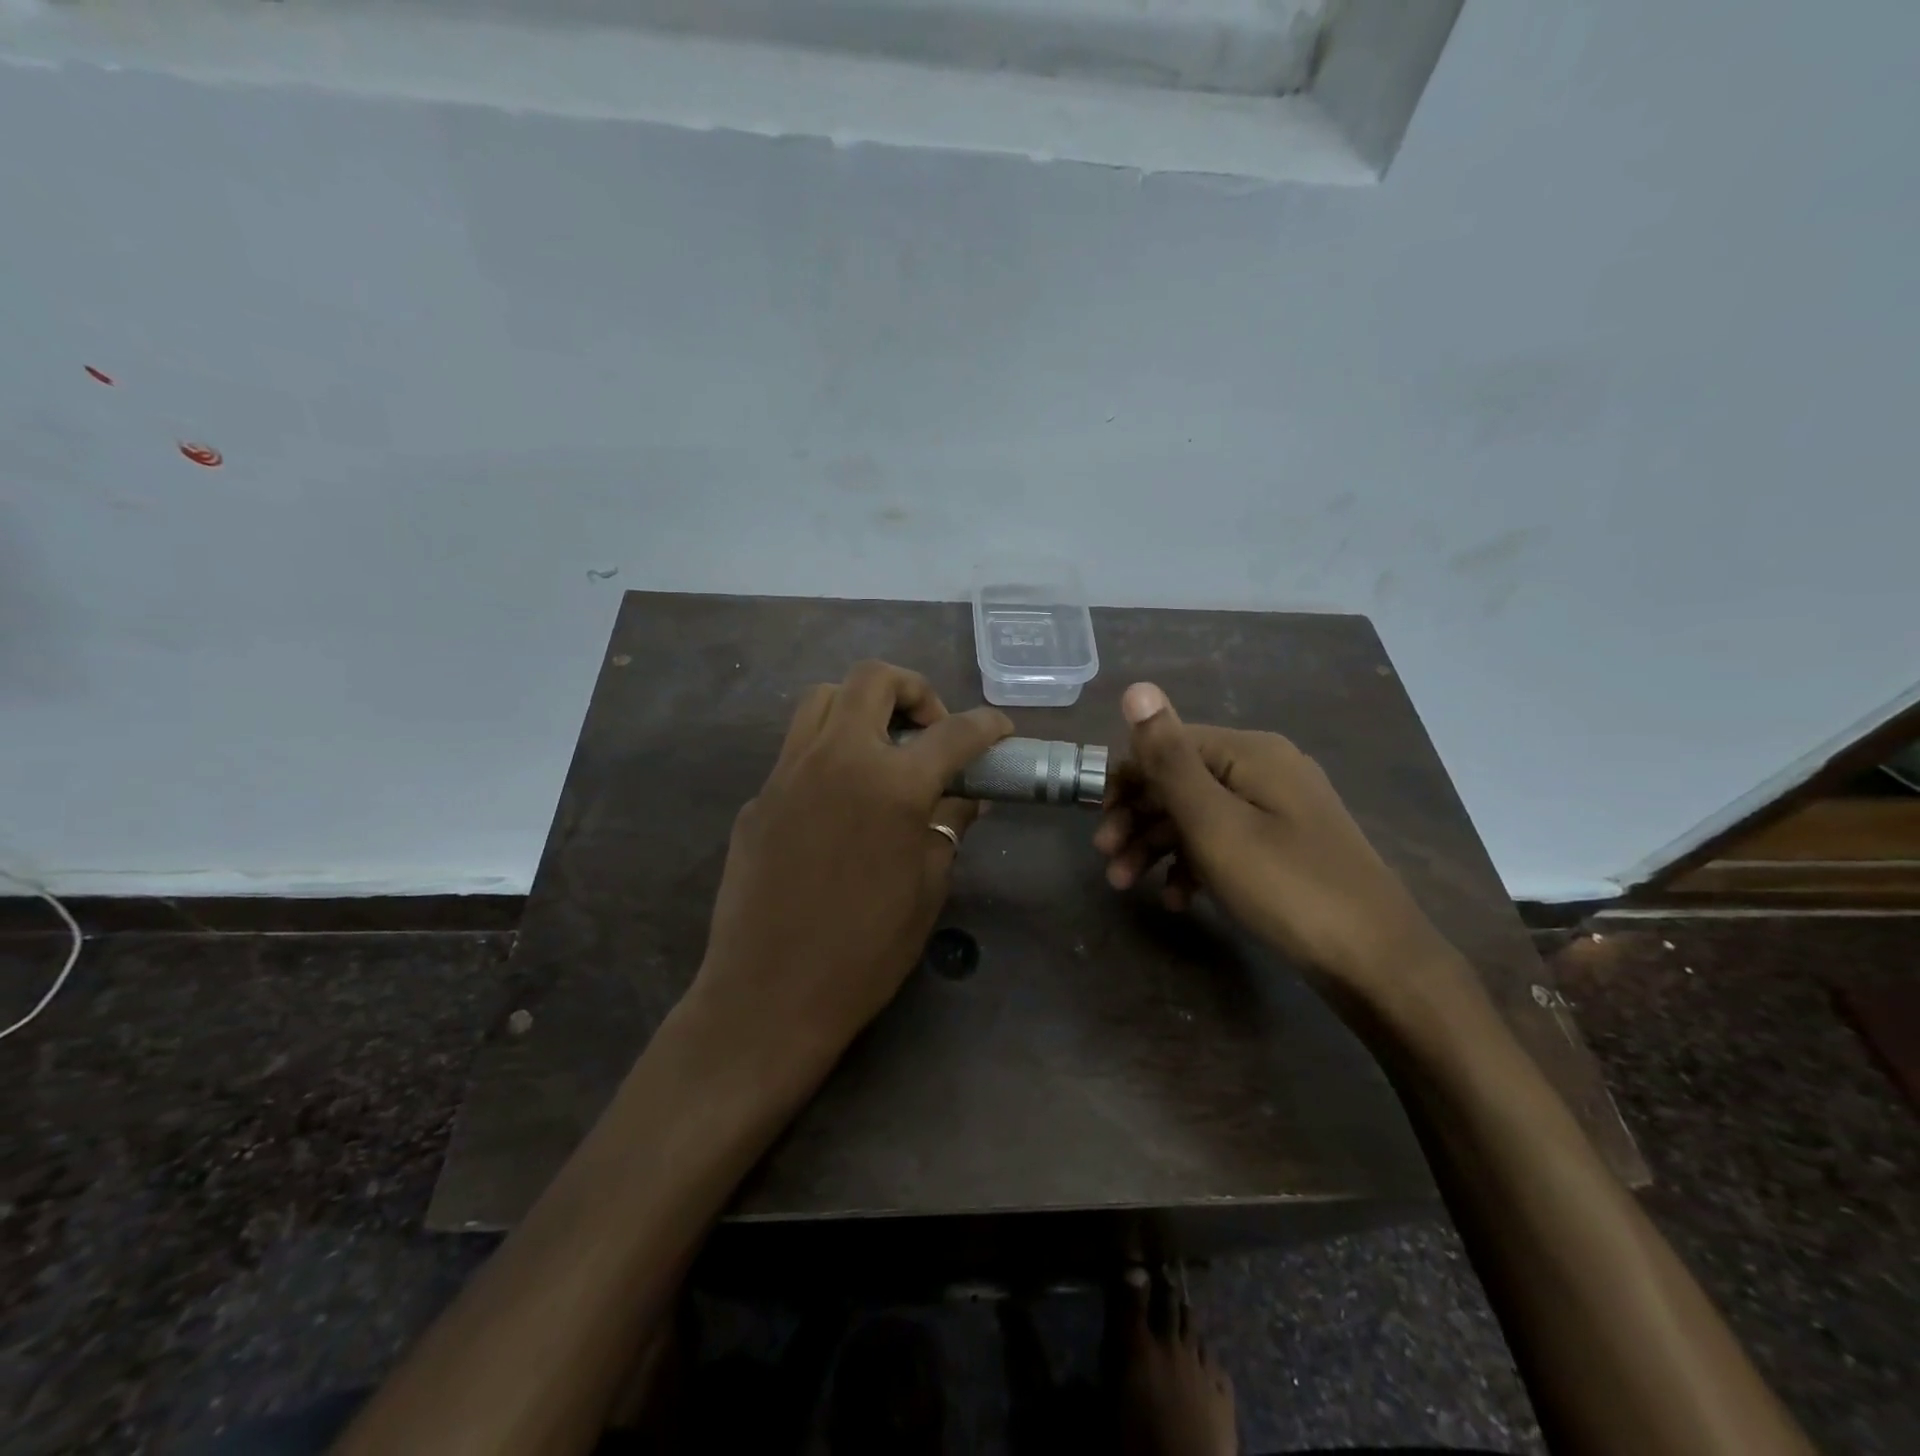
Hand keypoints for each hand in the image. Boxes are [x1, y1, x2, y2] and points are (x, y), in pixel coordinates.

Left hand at [689, 660, 1012, 1081]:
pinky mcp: (758, 797)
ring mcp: (787, 773)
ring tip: (881, 749)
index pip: (954, 733)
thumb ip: (947, 828)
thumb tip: (964, 799)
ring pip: (822, 698)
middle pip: (873, 679)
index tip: (1000, 731)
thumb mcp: (927, 888)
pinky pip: (795, 750)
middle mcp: (836, 758)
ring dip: (860, 707)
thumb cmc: (865, 951)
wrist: (769, 995)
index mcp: (891, 784)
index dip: (987, 725)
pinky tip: (838, 802)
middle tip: (930, 731)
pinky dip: (827, 753)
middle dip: (914, 690)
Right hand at [1094, 682, 1456, 998]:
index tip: (1098, 823)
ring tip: (1125, 885)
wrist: (1377, 962)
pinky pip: (1225, 842)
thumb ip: (1169, 757)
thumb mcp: (1214, 822)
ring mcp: (1278, 810)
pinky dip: (1194, 864)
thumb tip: (1137, 688)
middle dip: (1137, 818)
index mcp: (1249, 753)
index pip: (1168, 745)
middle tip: (1106, 860)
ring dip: (1157, 845)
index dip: (1127, 780)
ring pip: (1199, 815)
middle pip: (1181, 781)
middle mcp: (1265, 770)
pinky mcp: (1285, 847)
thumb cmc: (1285, 885)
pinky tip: (1176, 898)